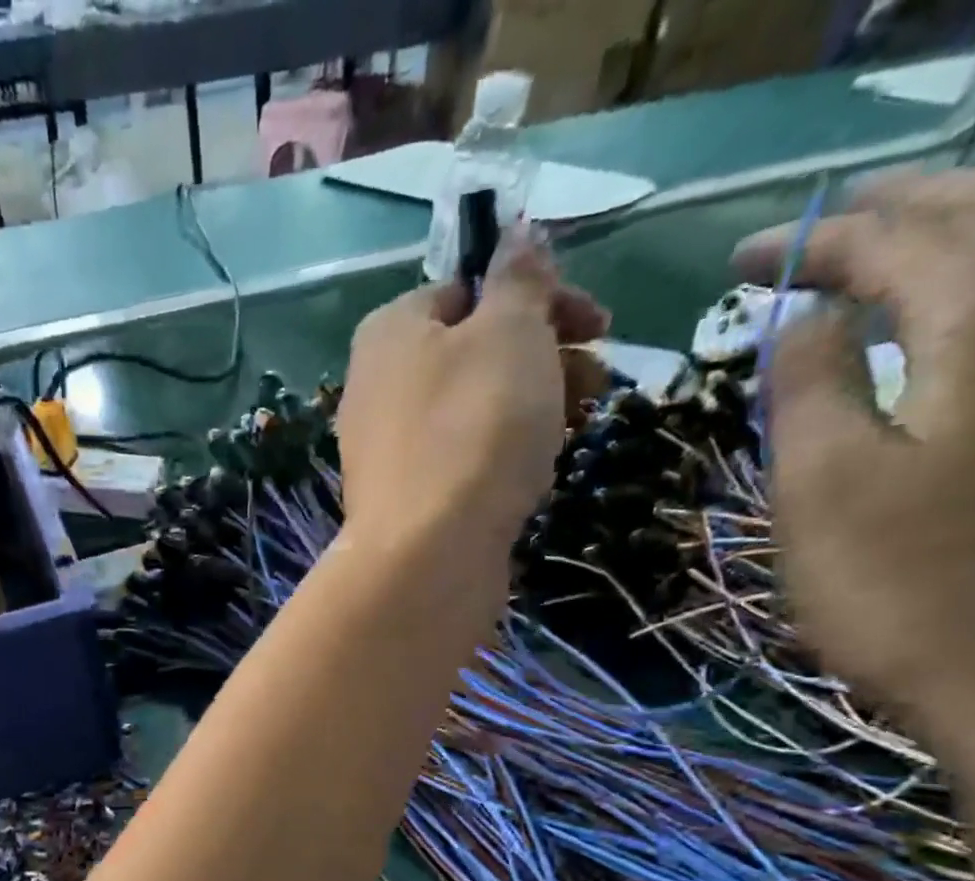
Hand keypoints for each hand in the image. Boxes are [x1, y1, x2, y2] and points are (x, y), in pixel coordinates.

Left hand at [336, 234, 608, 561]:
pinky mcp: (405, 500)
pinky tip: (534, 473)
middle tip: (597, 380)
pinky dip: (501, 455)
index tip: (595, 324)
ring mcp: (387, 449)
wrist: (429, 554)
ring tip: (577, 425)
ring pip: (472, 409)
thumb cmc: (473, 427)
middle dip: (545, 357)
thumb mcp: (509, 331)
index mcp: (391, 330)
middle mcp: (377, 386)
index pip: (469, 289)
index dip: (539, 297)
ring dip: (532, 406)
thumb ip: (518, 279)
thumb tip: (517, 233)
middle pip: (474, 353)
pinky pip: (461, 460)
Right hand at [735, 169, 974, 752]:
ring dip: (964, 227)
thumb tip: (806, 316)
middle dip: (893, 210)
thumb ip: (807, 384)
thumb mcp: (820, 487)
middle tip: (814, 234)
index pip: (894, 240)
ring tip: (893, 249)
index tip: (739, 264)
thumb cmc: (907, 590)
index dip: (811, 242)